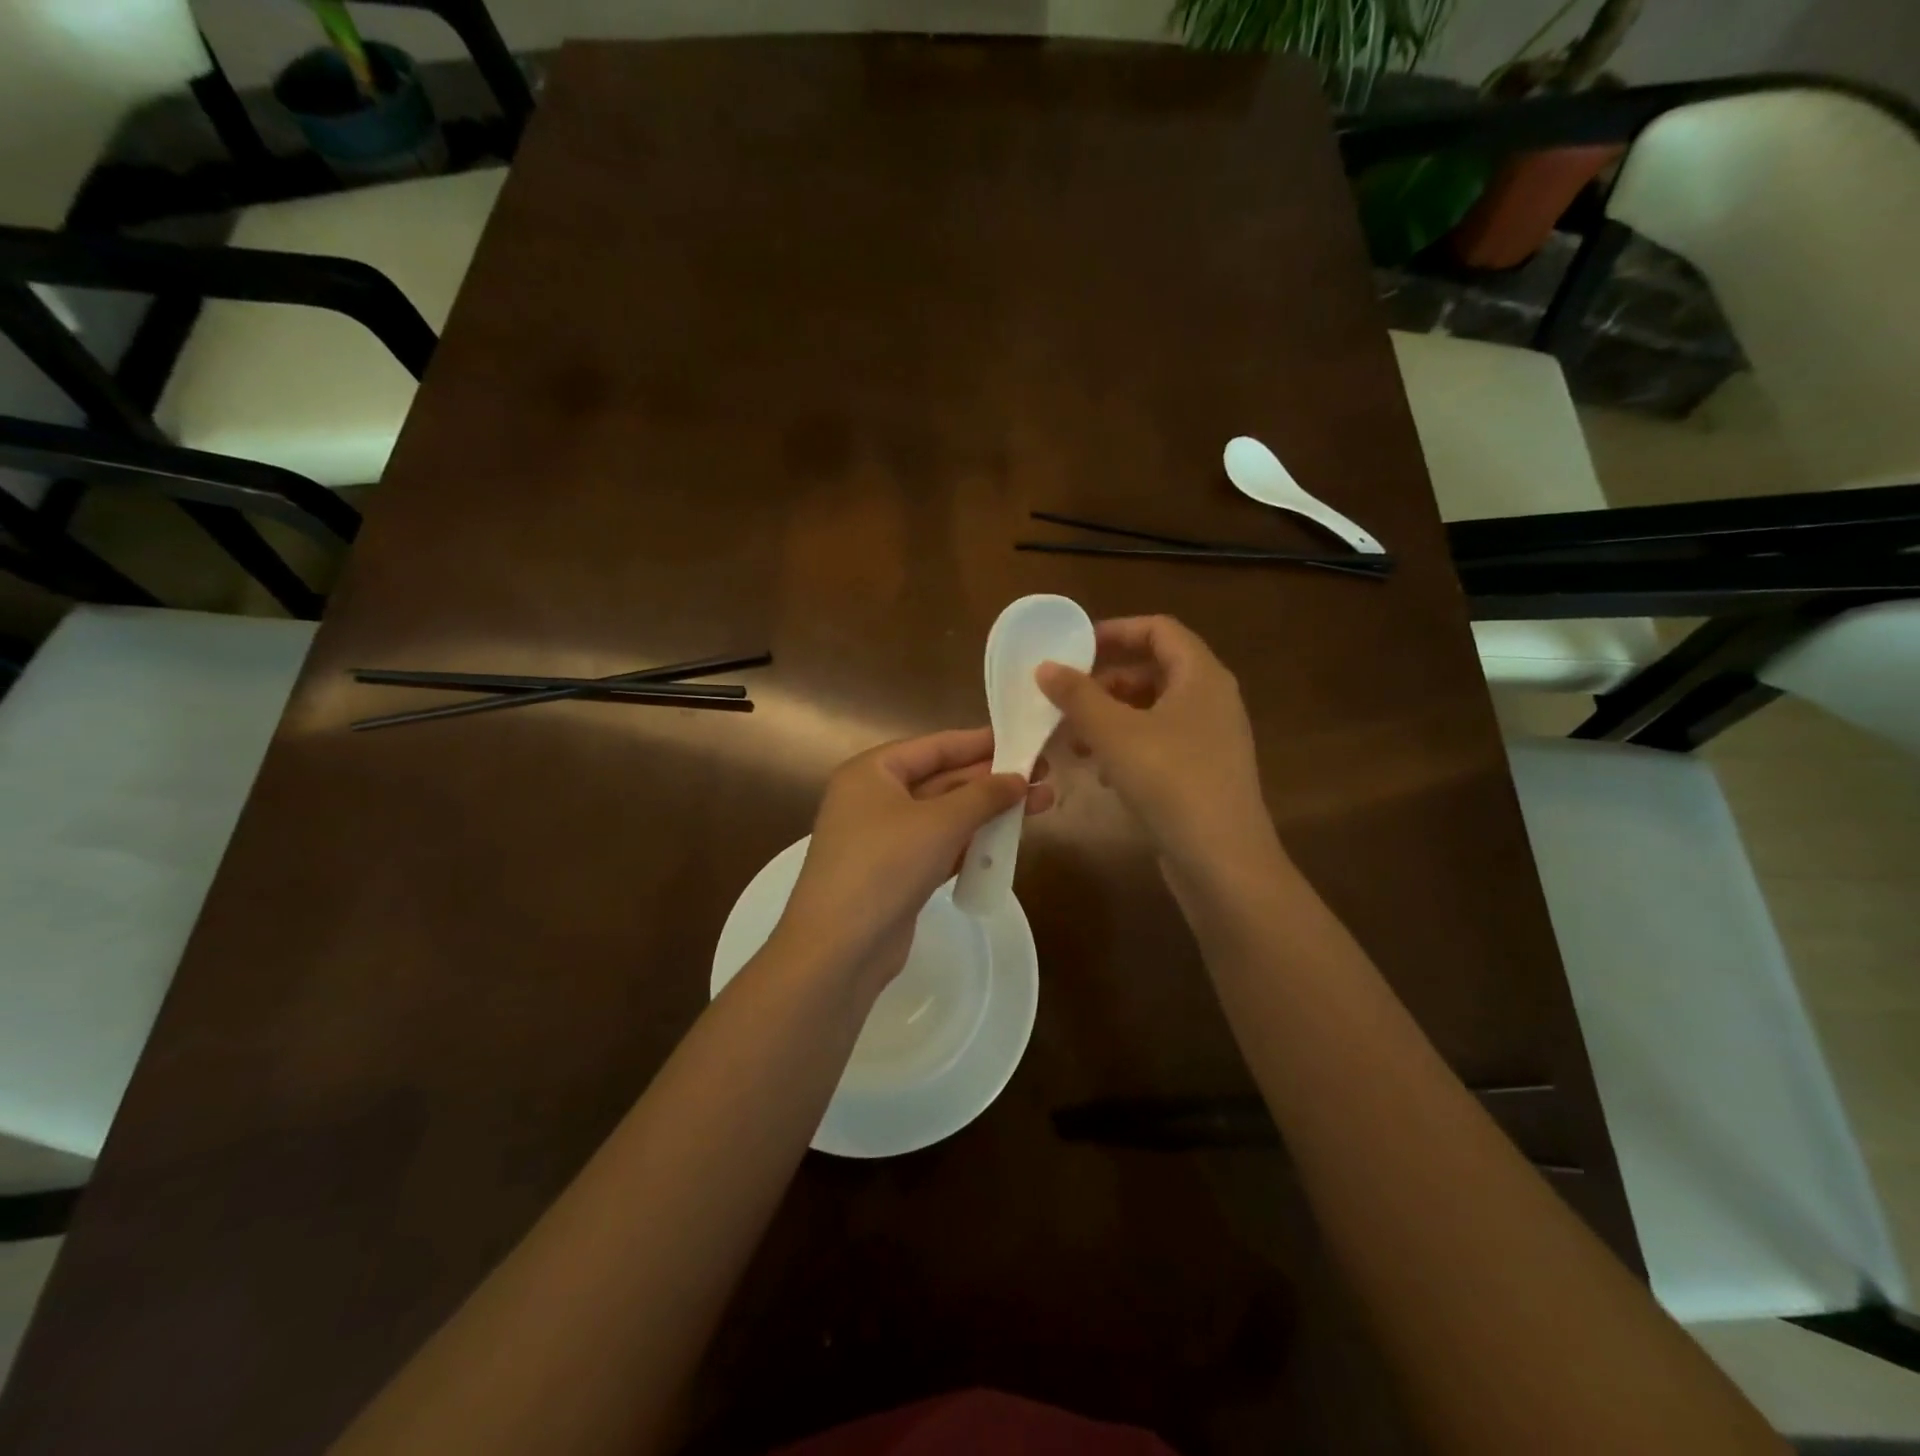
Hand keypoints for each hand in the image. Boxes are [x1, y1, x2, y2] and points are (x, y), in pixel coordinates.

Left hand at [773, 728, 1052, 993]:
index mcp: (872, 772)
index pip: (935, 746)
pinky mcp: (895, 873)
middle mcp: (874, 798)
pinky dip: (970, 842)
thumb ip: (983, 795)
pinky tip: (1007, 841)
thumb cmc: (885, 864)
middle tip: (1043, 775)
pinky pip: (939, 846)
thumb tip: (1019, 778)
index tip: (1022, 739)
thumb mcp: (940, 822)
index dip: (980, 742)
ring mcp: (883, 838)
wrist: (840, 947)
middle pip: (942, 779)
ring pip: (944, 815)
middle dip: (992, 779)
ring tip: (1040, 804)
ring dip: (987, 811)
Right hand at [1036, 615, 1275, 871]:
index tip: (1075, 649)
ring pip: (1153, 712)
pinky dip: (1128, 748)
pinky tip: (1104, 775)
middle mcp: (1212, 700)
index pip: (1159, 630)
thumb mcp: (1114, 732)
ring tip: (1075, 741)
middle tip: (1066, 699)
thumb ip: (1077, 695)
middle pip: (1154, 671)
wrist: (1222, 860)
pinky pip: (1160, 744)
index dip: (1116, 631)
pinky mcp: (1203, 773)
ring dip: (1111, 719)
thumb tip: (1046, 667)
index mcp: (1201, 676)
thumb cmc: (1169, 780)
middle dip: (1106, 683)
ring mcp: (1211, 740)